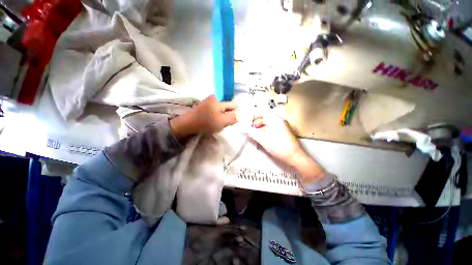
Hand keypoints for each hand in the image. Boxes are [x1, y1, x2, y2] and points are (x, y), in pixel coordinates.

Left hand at [170, 95, 237, 138]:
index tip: (231, 120)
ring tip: (218, 122)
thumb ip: (233, 118)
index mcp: (220, 100)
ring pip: (222, 107)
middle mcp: (215, 97)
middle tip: (224, 122)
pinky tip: (213, 120)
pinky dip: (216, 114)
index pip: (234, 104)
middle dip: (228, 113)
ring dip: (222, 114)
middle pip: (228, 105)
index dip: (235, 113)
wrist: (188, 123)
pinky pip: (215, 108)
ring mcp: (209, 100)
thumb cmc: (206, 122)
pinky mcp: (205, 104)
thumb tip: (240, 115)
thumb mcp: (222, 121)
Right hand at [248, 113, 323, 182]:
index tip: (248, 121)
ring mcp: (281, 128)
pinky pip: (270, 130)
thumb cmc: (282, 148)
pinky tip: (260, 138)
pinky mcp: (281, 134)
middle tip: (249, 129)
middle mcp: (279, 122)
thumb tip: (246, 130)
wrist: (295, 158)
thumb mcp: (264, 140)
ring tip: (253, 134)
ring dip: (259, 129)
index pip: (263, 113)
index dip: (254, 116)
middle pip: (265, 119)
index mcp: (277, 120)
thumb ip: (253, 134)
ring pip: (267, 125)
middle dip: (256, 124)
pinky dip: (264, 133)